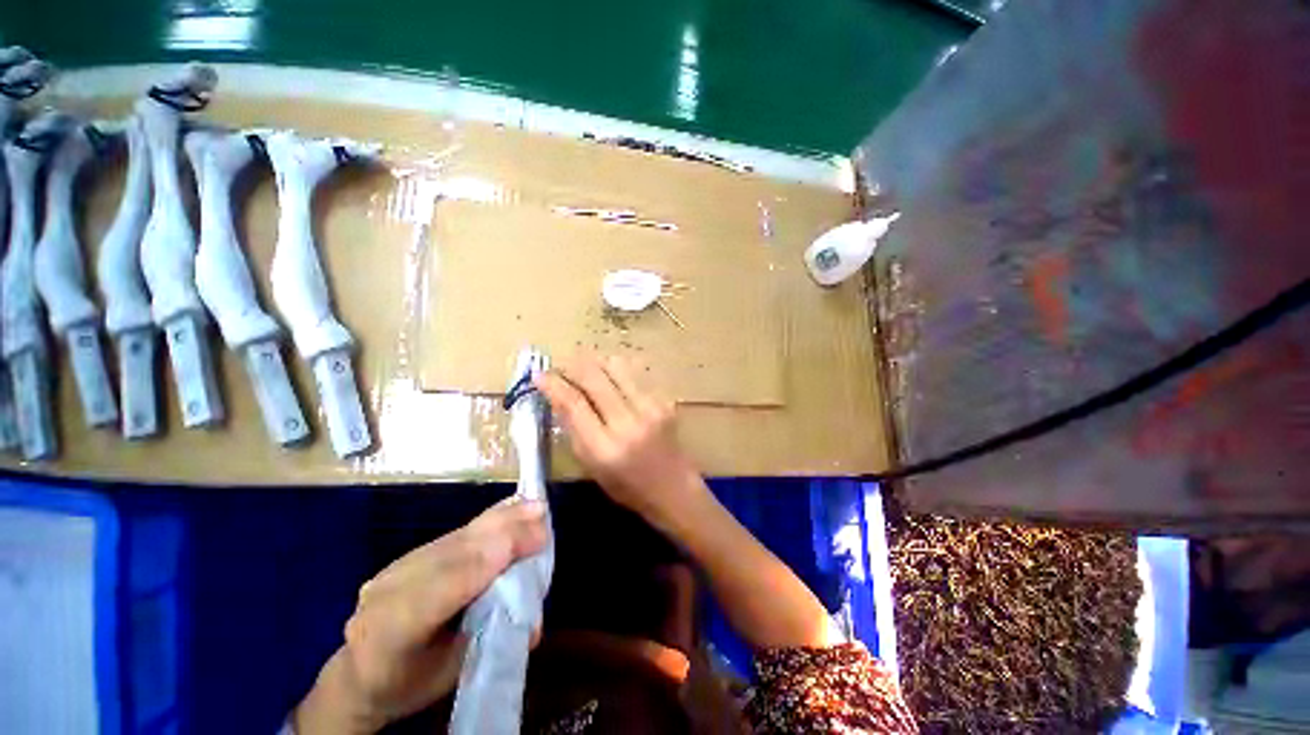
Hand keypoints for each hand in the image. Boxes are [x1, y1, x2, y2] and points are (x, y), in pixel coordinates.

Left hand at [293, 500, 549, 734]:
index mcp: (391, 632)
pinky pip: (456, 532)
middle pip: (454, 551)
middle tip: (543, 514)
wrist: (358, 672)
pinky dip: (489, 520)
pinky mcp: (411, 553)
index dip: (491, 559)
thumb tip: (534, 620)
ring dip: (500, 519)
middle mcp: (390, 589)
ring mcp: (398, 565)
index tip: (535, 540)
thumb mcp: (450, 674)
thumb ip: (489, 639)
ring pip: (457, 536)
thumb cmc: (410, 682)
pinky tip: (511, 507)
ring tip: (534, 505)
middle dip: (503, 530)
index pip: (443, 588)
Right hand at [535, 354, 707, 531]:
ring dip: (595, 362)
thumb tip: (558, 396)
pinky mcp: (664, 400)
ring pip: (616, 367)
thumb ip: (574, 430)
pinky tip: (609, 377)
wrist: (674, 487)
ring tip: (584, 367)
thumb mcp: (592, 466)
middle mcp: (628, 423)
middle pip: (594, 378)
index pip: (574, 404)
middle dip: (572, 366)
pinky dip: (615, 371)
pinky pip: (633, 375)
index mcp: (605, 448)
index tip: (539, 375)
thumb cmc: (627, 486)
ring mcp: (650, 408)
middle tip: (561, 366)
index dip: (553, 384)